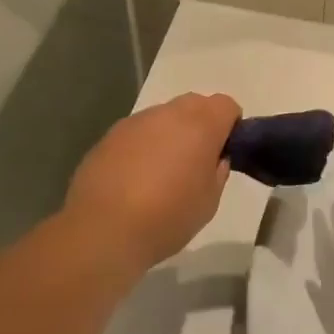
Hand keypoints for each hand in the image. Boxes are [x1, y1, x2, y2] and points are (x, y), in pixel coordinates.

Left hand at [63, 93, 242, 269]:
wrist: (103, 229)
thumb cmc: (167, 217)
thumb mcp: (208, 202)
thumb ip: (217, 172)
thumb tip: (214, 158)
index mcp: (200, 125)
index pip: (226, 105)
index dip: (231, 125)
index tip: (226, 150)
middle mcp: (167, 114)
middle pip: (194, 104)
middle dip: (201, 124)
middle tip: (197, 160)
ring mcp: (135, 122)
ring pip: (163, 116)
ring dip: (170, 134)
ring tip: (162, 172)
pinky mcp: (109, 136)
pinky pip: (137, 132)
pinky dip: (143, 146)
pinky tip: (135, 177)